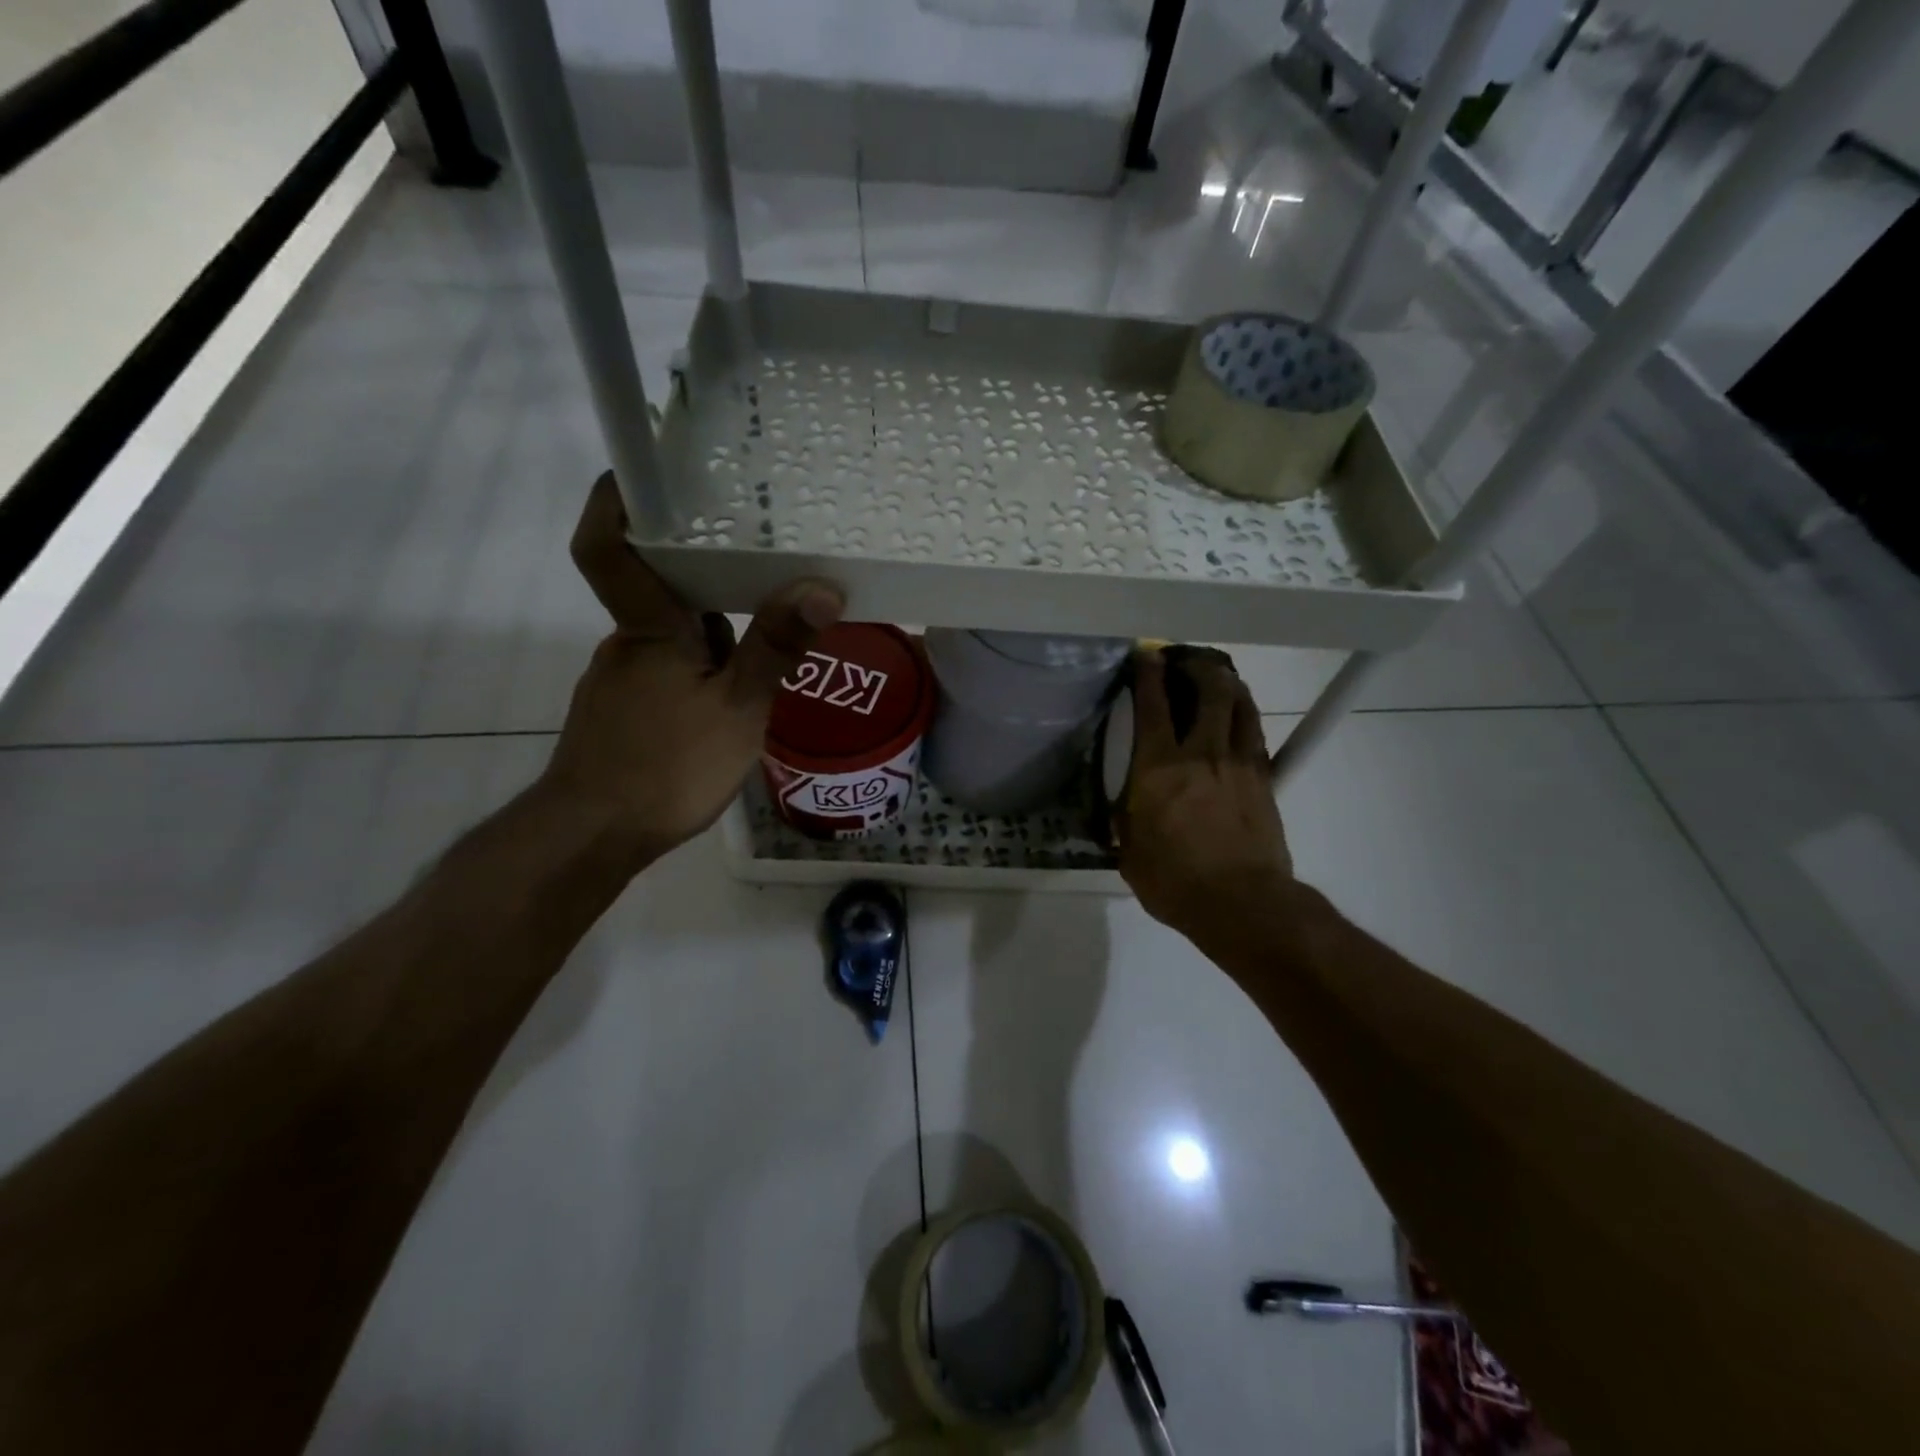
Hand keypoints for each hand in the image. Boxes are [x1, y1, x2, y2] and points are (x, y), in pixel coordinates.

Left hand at [539, 473, 843, 863]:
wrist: (593, 838)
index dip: (614, 501)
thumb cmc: (665, 767)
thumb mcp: (739, 710)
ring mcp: (620, 680)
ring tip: (769, 645)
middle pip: (661, 591)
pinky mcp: (622, 713)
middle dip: (709, 580)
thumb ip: (777, 647)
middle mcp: (627, 643)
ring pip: (671, 638)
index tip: (640, 467)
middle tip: (767, 566)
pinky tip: (731, 702)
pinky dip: (698, 671)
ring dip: (713, 636)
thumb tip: (822, 586)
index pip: (608, 546)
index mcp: (649, 629)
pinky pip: (666, 671)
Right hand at [1117, 649, 1293, 941]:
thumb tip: (1126, 808)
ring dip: (1228, 684)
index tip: (1146, 655)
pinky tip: (1238, 717)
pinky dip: (1245, 716)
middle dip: (1197, 667)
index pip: (1153, 705)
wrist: (1242, 904)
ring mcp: (1238, 763)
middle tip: (1186, 662)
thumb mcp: (1131, 853)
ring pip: (1240, 705)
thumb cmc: (1174, 881)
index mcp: (1158, 768)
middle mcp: (1200, 753)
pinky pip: (1256, 734)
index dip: (1149, 674)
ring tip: (1217, 678)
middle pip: (1209, 690)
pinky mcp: (1264, 779)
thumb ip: (1127, 822)